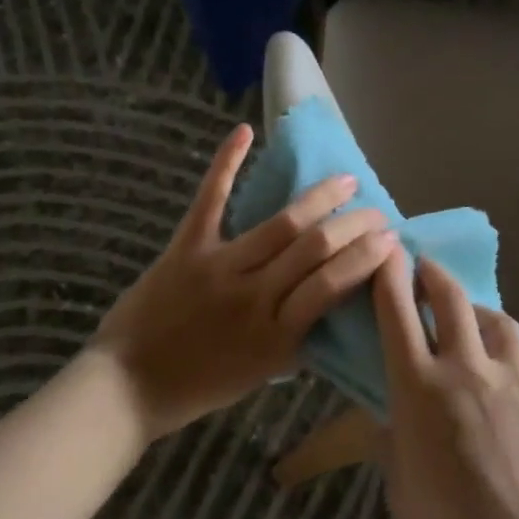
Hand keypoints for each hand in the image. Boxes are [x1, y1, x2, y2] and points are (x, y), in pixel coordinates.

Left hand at [94, 124, 398, 441]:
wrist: (127, 386)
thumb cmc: (198, 387)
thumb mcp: (259, 376)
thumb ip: (294, 341)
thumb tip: (328, 310)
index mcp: (277, 335)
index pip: (334, 285)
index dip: (367, 257)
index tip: (391, 239)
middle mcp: (255, 296)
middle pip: (316, 249)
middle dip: (355, 224)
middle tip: (377, 210)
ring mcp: (219, 267)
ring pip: (281, 224)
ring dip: (319, 198)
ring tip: (345, 180)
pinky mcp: (186, 248)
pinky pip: (211, 200)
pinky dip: (226, 163)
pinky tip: (244, 132)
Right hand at [373, 250, 518, 518]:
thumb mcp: (401, 488)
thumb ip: (396, 440)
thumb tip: (395, 417)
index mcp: (419, 389)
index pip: (397, 313)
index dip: (389, 276)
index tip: (387, 254)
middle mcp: (469, 369)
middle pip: (451, 299)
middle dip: (434, 275)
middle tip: (428, 269)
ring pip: (500, 323)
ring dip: (481, 315)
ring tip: (476, 323)